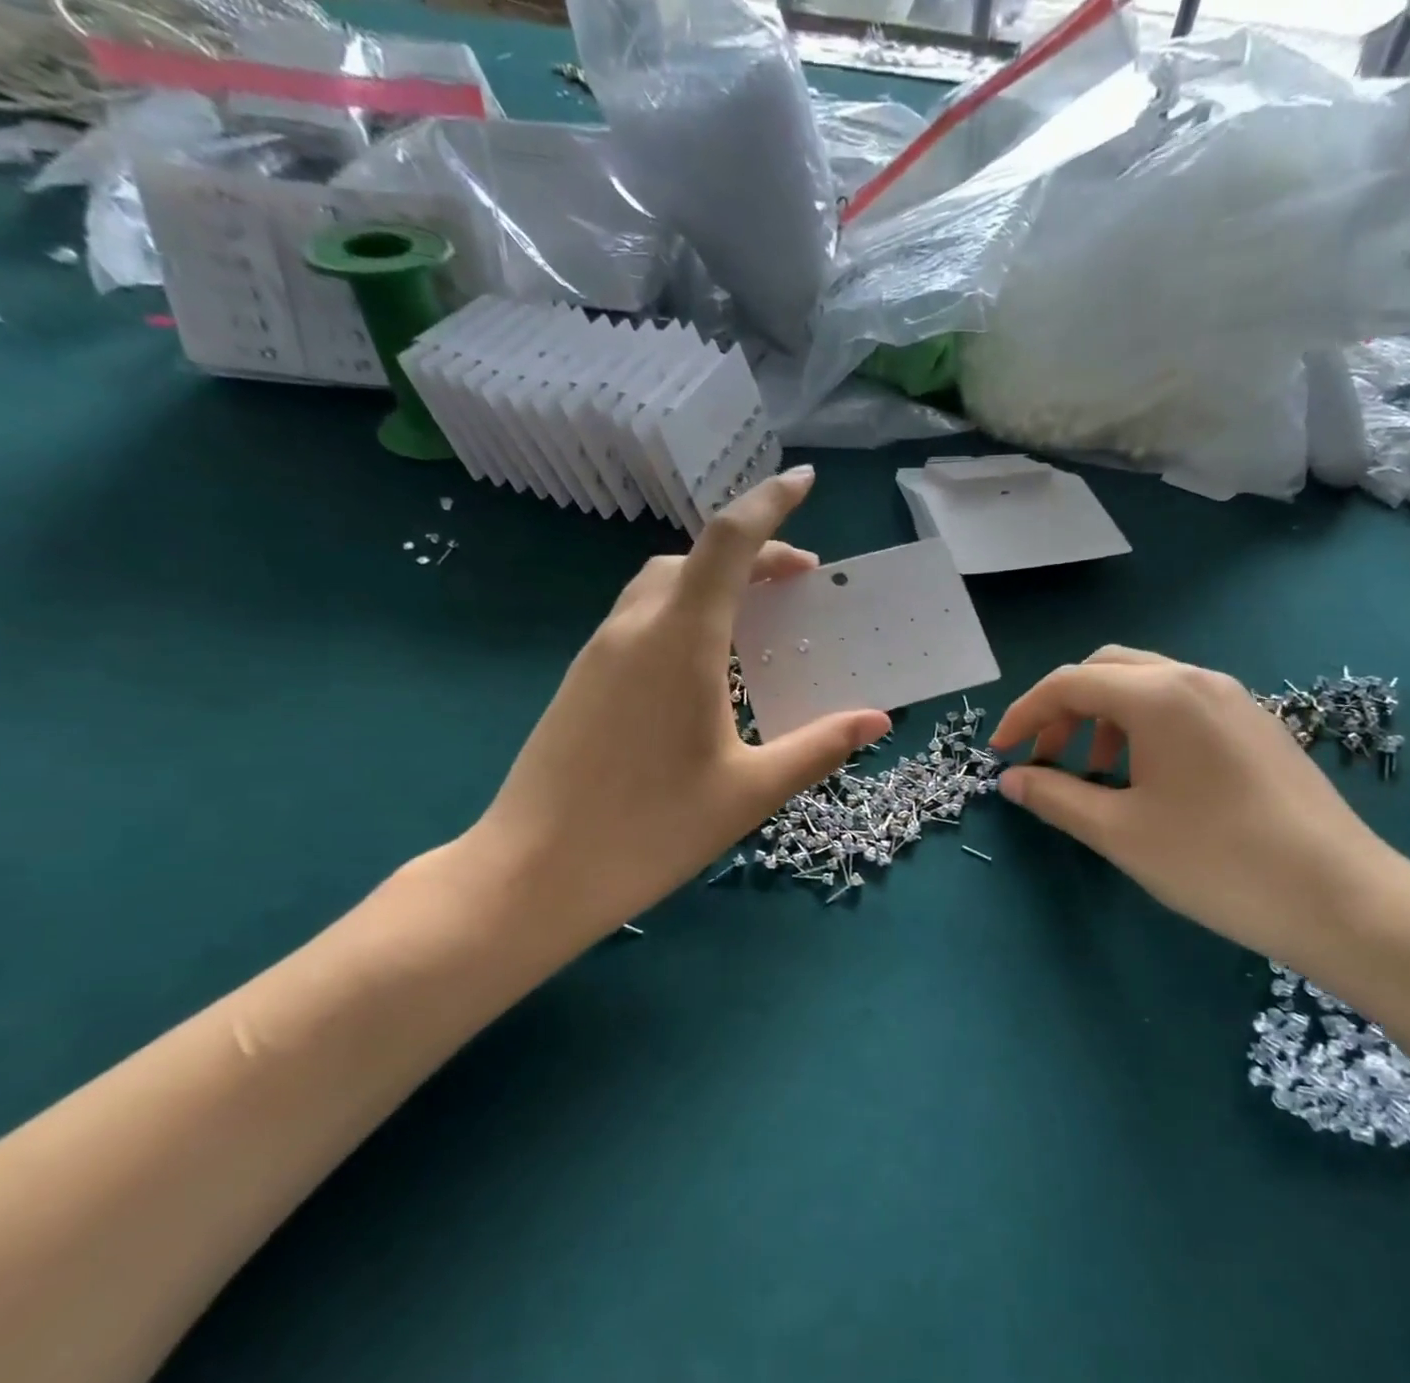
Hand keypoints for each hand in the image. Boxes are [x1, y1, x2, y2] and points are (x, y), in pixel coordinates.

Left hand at [450, 467, 889, 967]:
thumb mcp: (750, 791)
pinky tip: (703, 667)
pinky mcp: (581, 682)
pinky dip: (683, 614)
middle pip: (696, 559)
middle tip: (799, 585)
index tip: (804, 481)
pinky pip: (640, 621)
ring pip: (662, 587)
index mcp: (679, 641)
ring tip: (756, 620)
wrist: (532, 874)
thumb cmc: (650, 830)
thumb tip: (877, 720)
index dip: (770, 505)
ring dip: (713, 584)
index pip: (729, 543)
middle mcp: (634, 630)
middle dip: (753, 556)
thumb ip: (818, 747)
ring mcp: (598, 654)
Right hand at [989, 646, 1409, 966]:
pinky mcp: (1257, 724)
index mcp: (1159, 696)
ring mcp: (1233, 699)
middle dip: (1064, 709)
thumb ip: (1056, 797)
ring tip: (1097, 774)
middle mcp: (1196, 680)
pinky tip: (1149, 778)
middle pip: (1107, 670)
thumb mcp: (1120, 833)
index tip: (1001, 754)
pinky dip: (1145, 726)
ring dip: (1105, 717)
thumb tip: (1012, 779)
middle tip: (1047, 758)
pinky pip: (1182, 704)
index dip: (1024, 714)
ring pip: (1147, 684)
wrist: (1343, 898)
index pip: (1068, 684)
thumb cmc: (1217, 862)